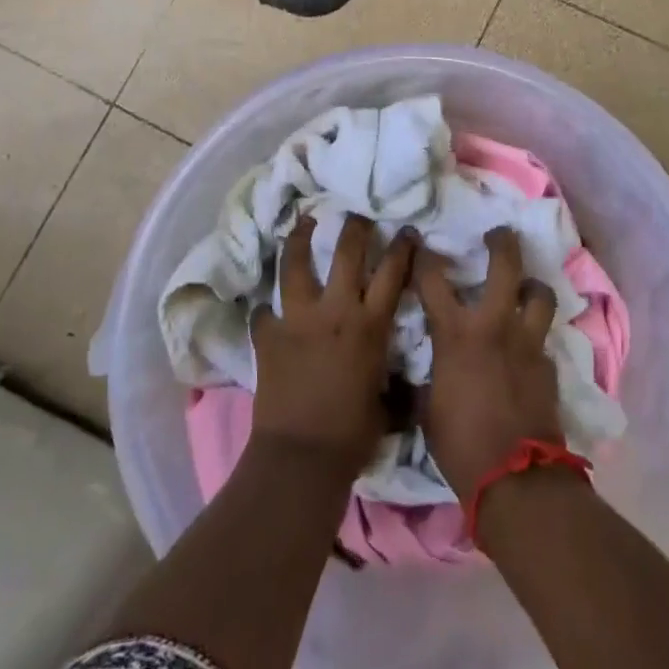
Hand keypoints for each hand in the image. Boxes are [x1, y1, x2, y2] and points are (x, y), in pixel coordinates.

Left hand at [251, 214, 414, 474]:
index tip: (405, 230)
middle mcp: (336, 311)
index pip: (393, 274)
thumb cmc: (353, 435)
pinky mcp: (268, 335)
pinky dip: (266, 309)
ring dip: (301, 240)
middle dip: (354, 227)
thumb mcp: (385, 399)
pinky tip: (265, 307)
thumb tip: (396, 375)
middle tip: (355, 213)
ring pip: (297, 265)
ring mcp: (298, 319)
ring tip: (303, 223)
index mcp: (370, 326)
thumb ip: (388, 374)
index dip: (401, 248)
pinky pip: (264, 312)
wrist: (302, 456)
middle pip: (347, 253)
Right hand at [415, 227, 564, 499]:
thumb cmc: (459, 444)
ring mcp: (527, 343)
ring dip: (531, 286)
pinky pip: (544, 339)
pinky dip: (535, 336)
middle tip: (498, 234)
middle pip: (505, 266)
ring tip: (525, 288)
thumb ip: (427, 377)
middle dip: (501, 243)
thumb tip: (422, 372)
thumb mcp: (426, 407)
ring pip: (539, 294)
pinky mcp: (549, 366)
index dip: (424, 257)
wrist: (514, 478)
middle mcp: (494, 326)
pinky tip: (528, 348)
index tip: (420, 243)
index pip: (433, 279)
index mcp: (455, 334)